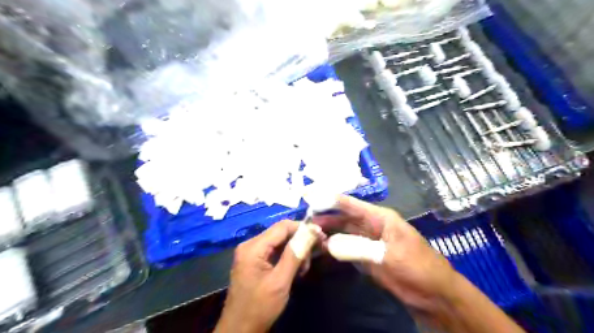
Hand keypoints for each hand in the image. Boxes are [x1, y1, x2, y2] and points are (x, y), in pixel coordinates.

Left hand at [216, 220, 323, 331]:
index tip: (321, 235)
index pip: (282, 227)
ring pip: (280, 242)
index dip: (303, 227)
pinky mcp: (255, 261)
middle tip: (317, 251)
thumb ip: (295, 254)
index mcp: (253, 247)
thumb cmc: (259, 307)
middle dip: (300, 240)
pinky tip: (296, 270)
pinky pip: (274, 251)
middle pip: (281, 233)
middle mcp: (250, 245)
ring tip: (304, 268)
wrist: (240, 330)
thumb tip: (311, 231)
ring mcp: (251, 253)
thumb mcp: (280, 281)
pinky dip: (288, 257)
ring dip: (295, 251)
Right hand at [315, 196, 523, 330]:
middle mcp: (371, 225)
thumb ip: (359, 248)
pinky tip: (321, 247)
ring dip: (328, 232)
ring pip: (343, 232)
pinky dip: (334, 247)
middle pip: (345, 218)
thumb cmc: (417, 267)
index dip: (332, 199)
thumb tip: (329, 244)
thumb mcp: (388, 256)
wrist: (433, 294)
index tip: (311, 197)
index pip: (352, 204)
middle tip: (305, 220)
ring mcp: (368, 241)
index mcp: (380, 217)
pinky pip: (346, 248)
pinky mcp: (366, 256)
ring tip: (309, 233)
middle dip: (326, 218)